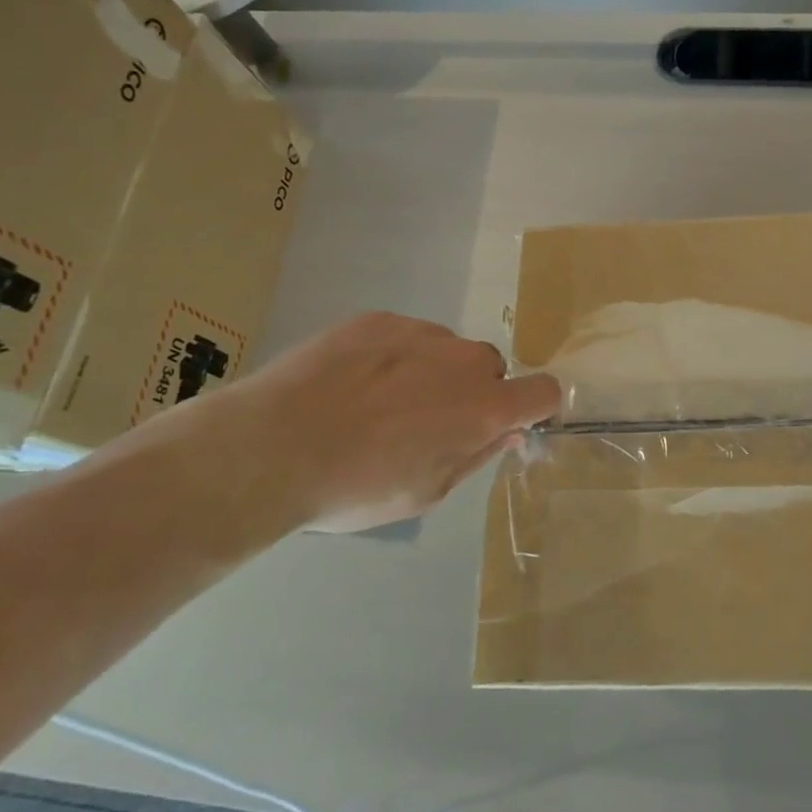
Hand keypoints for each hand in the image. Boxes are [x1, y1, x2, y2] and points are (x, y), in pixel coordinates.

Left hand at [135, 312, 560, 534]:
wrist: (267, 447)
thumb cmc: (355, 486)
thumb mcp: (427, 492)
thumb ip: (477, 455)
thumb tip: (508, 431)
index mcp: (484, 407)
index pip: (544, 392)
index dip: (536, 408)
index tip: (510, 424)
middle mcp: (462, 360)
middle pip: (490, 369)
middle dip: (473, 393)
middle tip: (426, 424)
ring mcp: (419, 332)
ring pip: (445, 350)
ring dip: (432, 372)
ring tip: (375, 404)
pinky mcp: (376, 318)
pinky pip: (404, 336)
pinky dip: (392, 356)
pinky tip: (350, 384)